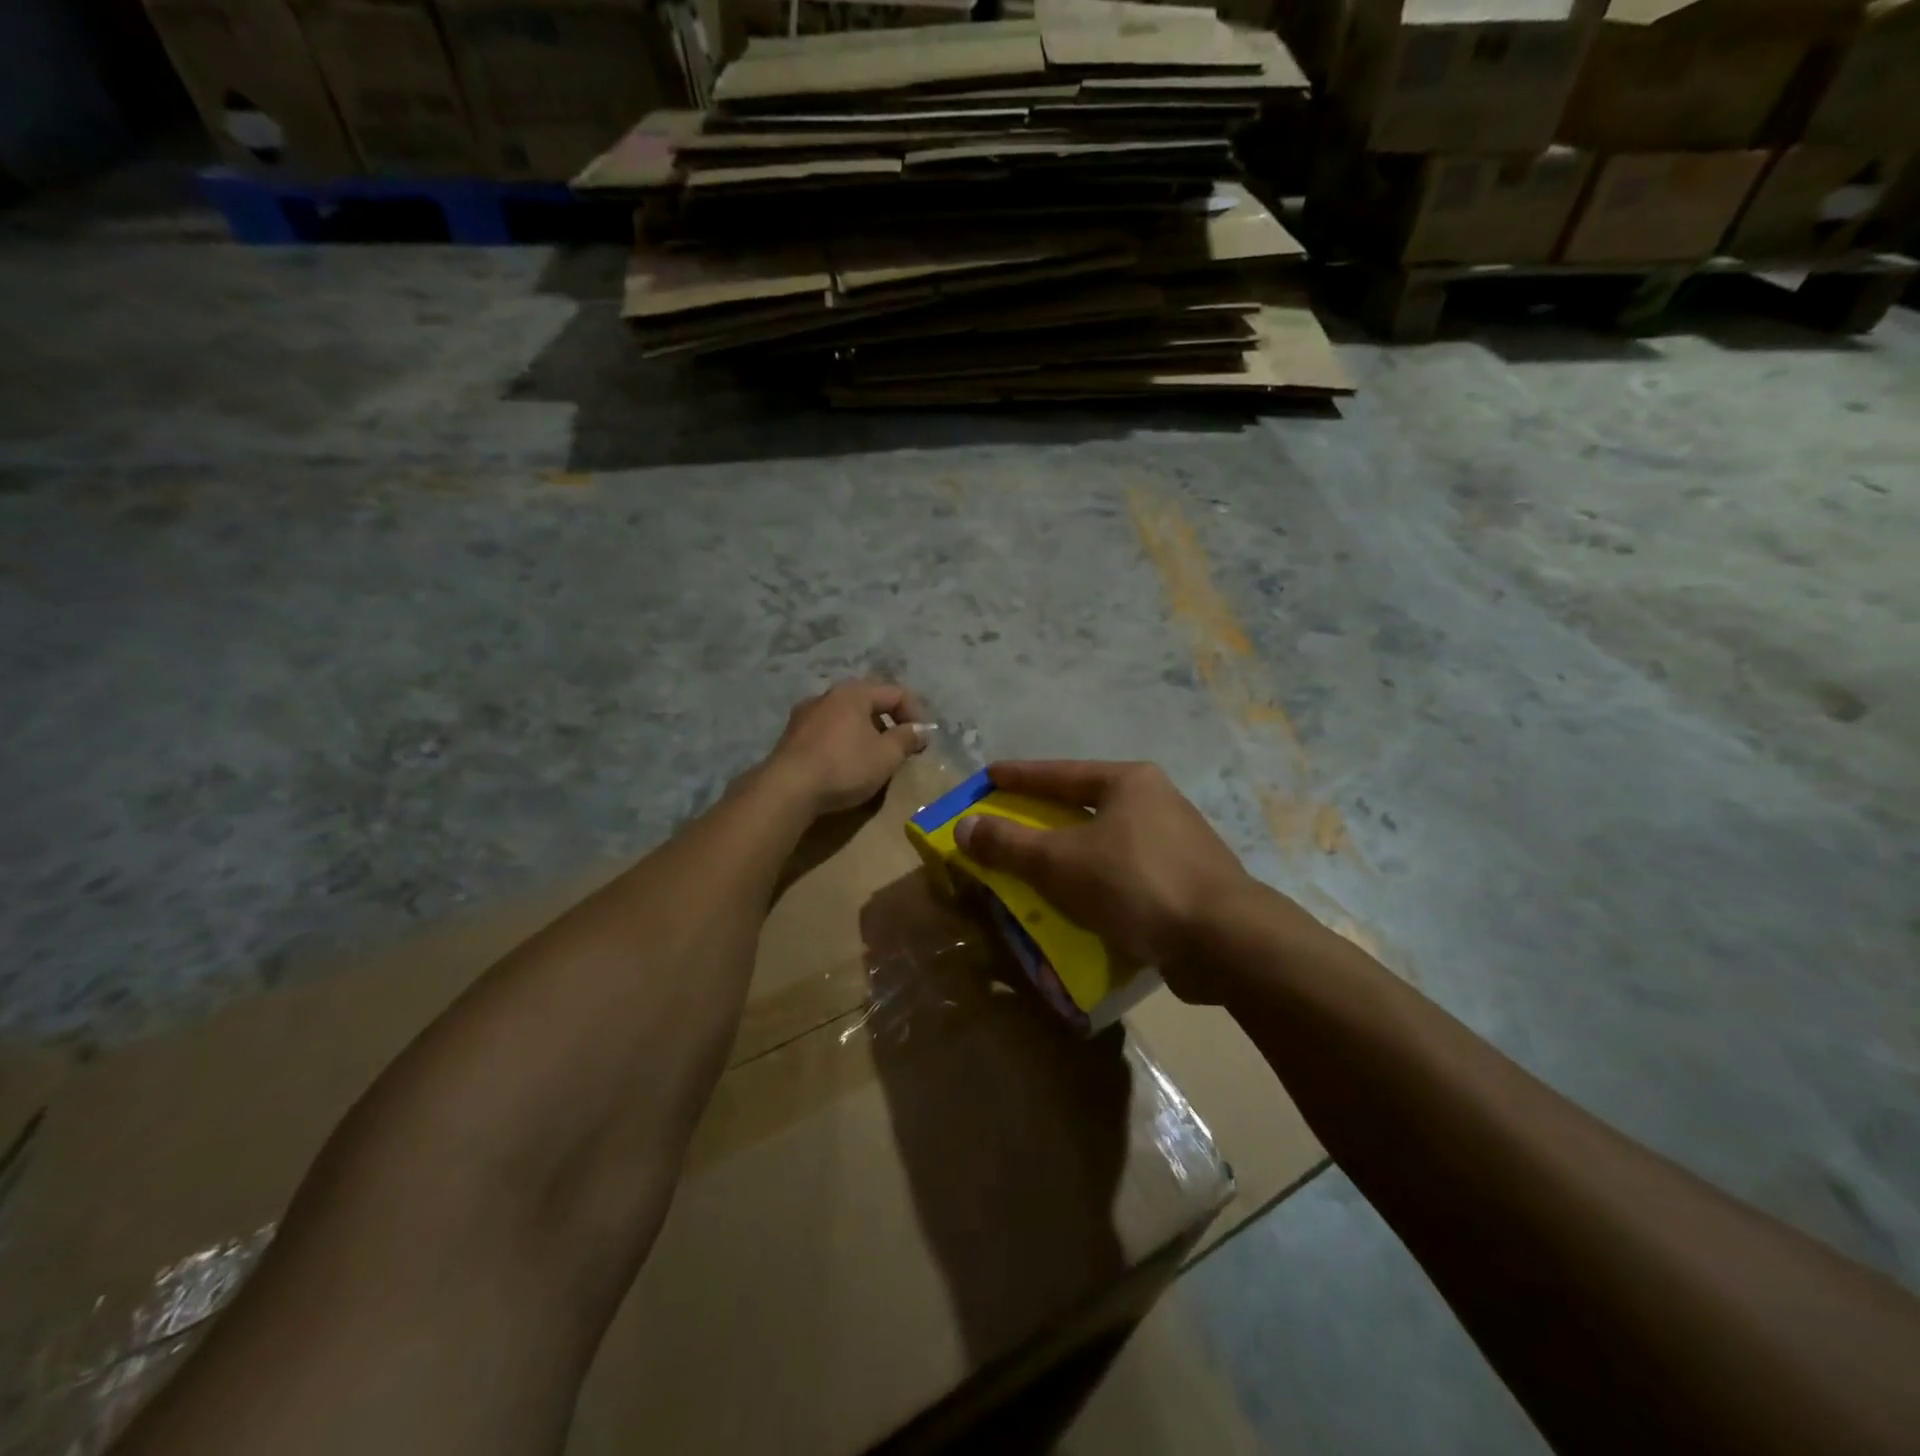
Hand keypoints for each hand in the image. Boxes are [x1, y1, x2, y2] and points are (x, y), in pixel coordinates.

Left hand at [763, 681, 927, 816]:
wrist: (787, 789)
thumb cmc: (844, 766)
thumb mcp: (886, 755)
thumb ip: (907, 739)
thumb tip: (921, 730)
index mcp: (854, 692)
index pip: (896, 693)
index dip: (916, 714)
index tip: (924, 740)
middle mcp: (827, 695)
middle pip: (869, 702)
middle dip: (889, 723)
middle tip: (901, 747)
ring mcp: (805, 715)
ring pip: (846, 717)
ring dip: (865, 733)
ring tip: (874, 758)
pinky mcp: (791, 737)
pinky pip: (827, 732)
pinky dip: (843, 742)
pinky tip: (845, 764)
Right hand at [953, 761, 1255, 1002]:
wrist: (1225, 941)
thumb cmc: (1136, 884)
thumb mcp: (1060, 863)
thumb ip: (1009, 844)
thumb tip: (964, 826)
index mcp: (1128, 782)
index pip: (1058, 773)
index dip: (1018, 776)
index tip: (987, 777)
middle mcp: (1155, 801)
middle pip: (1083, 804)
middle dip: (1043, 816)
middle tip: (1007, 822)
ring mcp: (1176, 841)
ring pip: (1105, 841)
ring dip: (1069, 853)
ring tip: (1036, 866)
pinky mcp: (1186, 880)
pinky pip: (1124, 873)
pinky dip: (1095, 881)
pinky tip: (1079, 902)